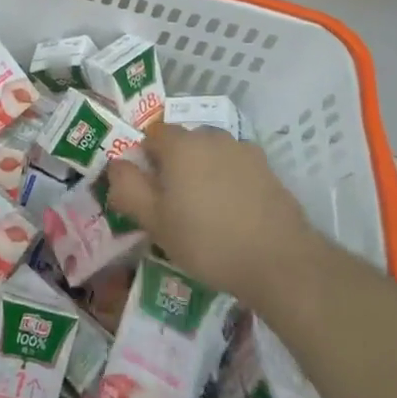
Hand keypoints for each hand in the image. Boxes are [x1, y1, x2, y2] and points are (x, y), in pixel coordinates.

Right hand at [108, 124, 318, 303]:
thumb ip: (128, 188)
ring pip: (211, 154)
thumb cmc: (208, 241)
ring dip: (203, 172)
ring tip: (206, 212)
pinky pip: (236, 168)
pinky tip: (234, 215)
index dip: (145, 160)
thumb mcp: (155, 222)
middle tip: (174, 205)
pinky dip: (229, 183)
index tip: (149, 192)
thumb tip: (116, 165)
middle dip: (174, 166)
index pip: (152, 136)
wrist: (280, 261)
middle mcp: (211, 136)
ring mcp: (243, 150)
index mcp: (180, 144)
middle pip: (183, 143)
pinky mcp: (268, 170)